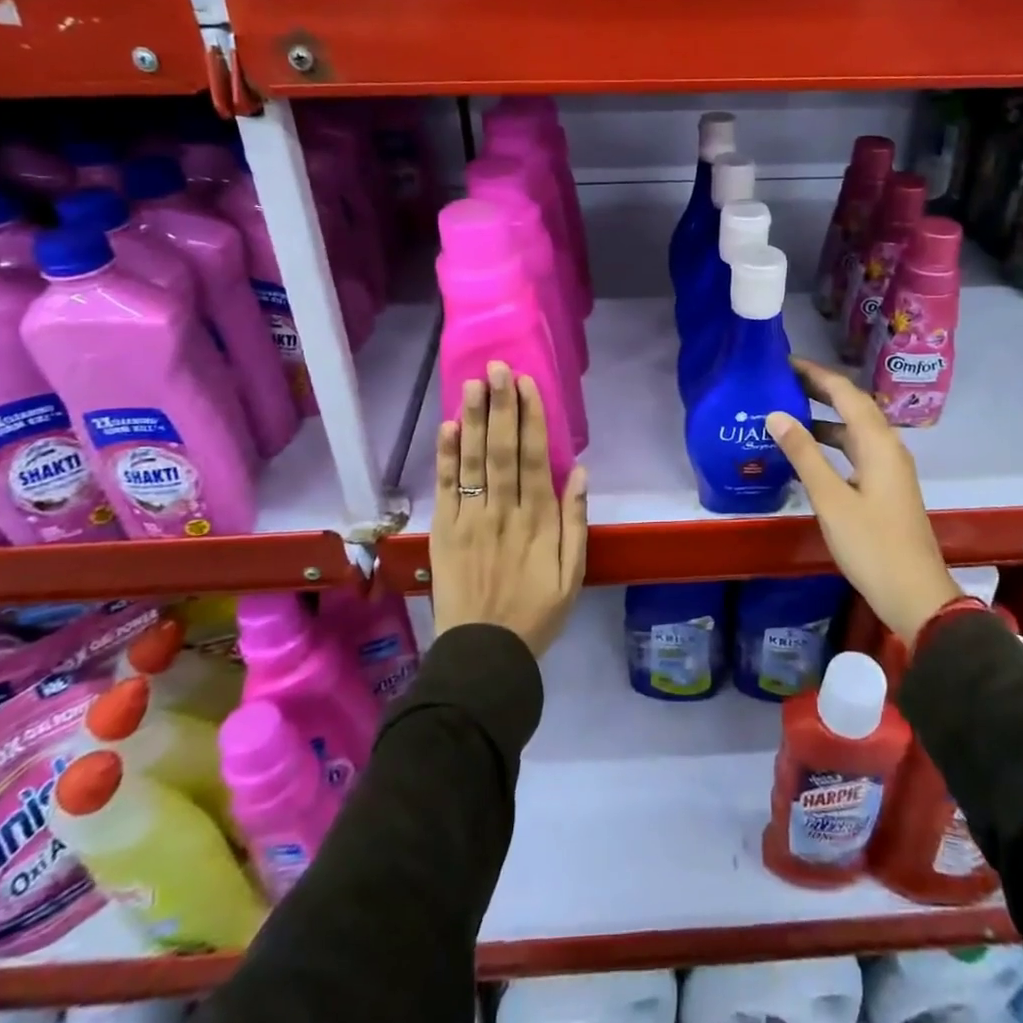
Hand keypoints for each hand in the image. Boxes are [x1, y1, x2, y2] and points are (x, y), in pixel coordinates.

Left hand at [431, 361, 587, 655]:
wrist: (483, 654)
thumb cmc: (536, 613)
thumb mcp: (573, 575)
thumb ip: (576, 522)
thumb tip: (578, 472)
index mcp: (537, 521)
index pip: (533, 458)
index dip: (530, 418)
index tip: (527, 385)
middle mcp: (502, 512)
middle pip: (500, 450)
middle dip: (500, 406)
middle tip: (497, 368)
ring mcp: (468, 520)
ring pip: (471, 462)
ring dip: (472, 420)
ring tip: (472, 384)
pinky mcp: (443, 532)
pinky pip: (444, 488)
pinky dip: (445, 457)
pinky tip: (447, 427)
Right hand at [767, 357, 957, 648]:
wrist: (915, 594)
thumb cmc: (872, 545)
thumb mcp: (831, 499)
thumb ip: (804, 454)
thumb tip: (776, 414)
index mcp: (878, 443)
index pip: (846, 393)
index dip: (816, 374)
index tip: (784, 362)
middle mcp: (887, 447)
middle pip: (853, 406)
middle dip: (819, 390)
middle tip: (781, 381)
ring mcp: (889, 468)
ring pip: (854, 430)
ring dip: (824, 417)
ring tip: (787, 412)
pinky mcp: (885, 487)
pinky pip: (855, 451)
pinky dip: (831, 443)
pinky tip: (807, 454)